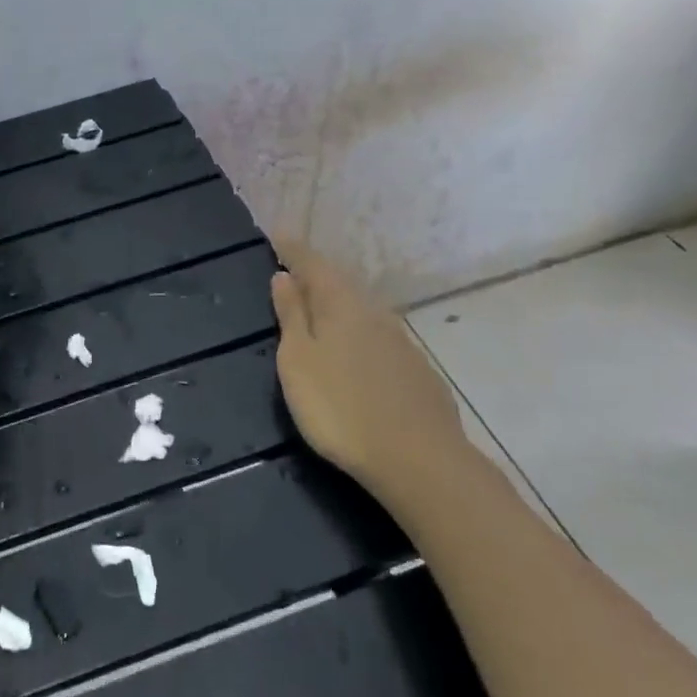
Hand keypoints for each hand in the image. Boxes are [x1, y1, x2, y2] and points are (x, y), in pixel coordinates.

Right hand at [270, 245, 473, 509]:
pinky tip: (355, 353)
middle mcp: (374, 313)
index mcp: (340, 304)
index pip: (312, 264)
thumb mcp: (298, 361)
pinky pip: (379, 338)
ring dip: (338, 305)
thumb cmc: (339, 408)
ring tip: (319, 310)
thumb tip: (283, 276)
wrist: (419, 461)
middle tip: (294, 271)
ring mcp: (401, 342)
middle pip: (340, 284)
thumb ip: (291, 316)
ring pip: (362, 311)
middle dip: (316, 276)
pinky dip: (359, 333)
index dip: (293, 250)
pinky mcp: (417, 371)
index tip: (277, 235)